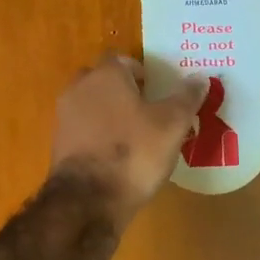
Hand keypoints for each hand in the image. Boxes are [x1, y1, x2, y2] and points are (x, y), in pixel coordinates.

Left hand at [50, 57, 206, 220]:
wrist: (89, 199)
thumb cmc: (134, 152)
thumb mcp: (172, 124)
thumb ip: (186, 98)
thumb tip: (199, 78)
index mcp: (106, 75)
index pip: (121, 59)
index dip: (141, 72)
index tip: (158, 90)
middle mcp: (79, 89)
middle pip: (103, 81)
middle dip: (123, 91)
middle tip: (148, 110)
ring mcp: (65, 117)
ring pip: (91, 106)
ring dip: (110, 115)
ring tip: (136, 136)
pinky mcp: (60, 145)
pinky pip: (83, 131)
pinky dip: (98, 136)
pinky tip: (117, 156)